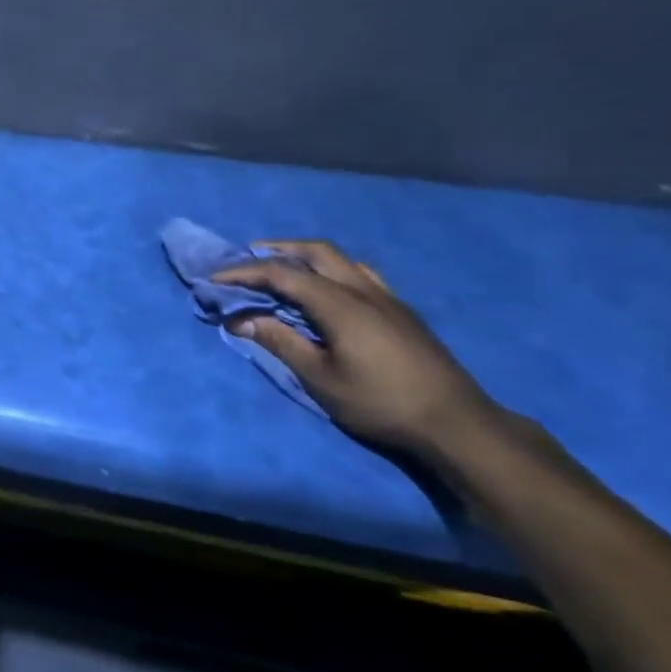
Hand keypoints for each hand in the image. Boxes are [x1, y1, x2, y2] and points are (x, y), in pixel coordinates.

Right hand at [214, 239, 504, 459]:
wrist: (456, 422)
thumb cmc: (380, 402)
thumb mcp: (320, 378)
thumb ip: (280, 342)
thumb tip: (240, 319)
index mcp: (339, 303)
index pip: (282, 274)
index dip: (244, 272)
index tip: (215, 278)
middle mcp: (362, 289)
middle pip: (316, 251)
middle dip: (278, 249)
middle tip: (249, 257)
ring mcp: (387, 298)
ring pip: (341, 259)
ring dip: (307, 256)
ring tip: (285, 267)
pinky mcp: (401, 311)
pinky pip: (359, 274)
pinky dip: (332, 270)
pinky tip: (329, 290)